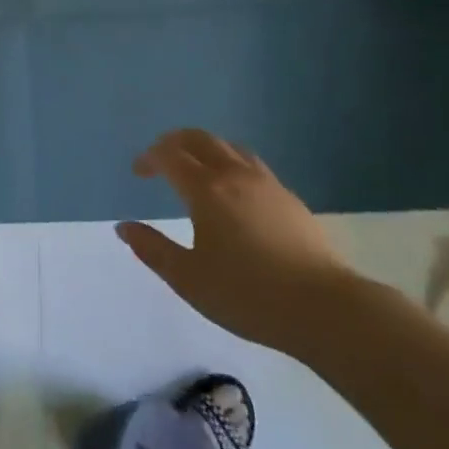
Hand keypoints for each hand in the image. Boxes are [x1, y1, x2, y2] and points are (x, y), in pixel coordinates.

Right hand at [118, 129, 356, 352]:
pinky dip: (230, 164)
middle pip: (200, 139)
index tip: (138, 172)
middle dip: (174, 143)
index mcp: (206, 190)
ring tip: (195, 169)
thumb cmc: (247, 294)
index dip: (149, 158)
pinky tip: (233, 192)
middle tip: (160, 159)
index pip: (169, 156)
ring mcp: (267, 185)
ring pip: (230, 148)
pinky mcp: (290, 199)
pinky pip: (252, 165)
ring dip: (205, 149)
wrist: (325, 308)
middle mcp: (235, 176)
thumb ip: (152, 249)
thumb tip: (124, 227)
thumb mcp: (188, 279)